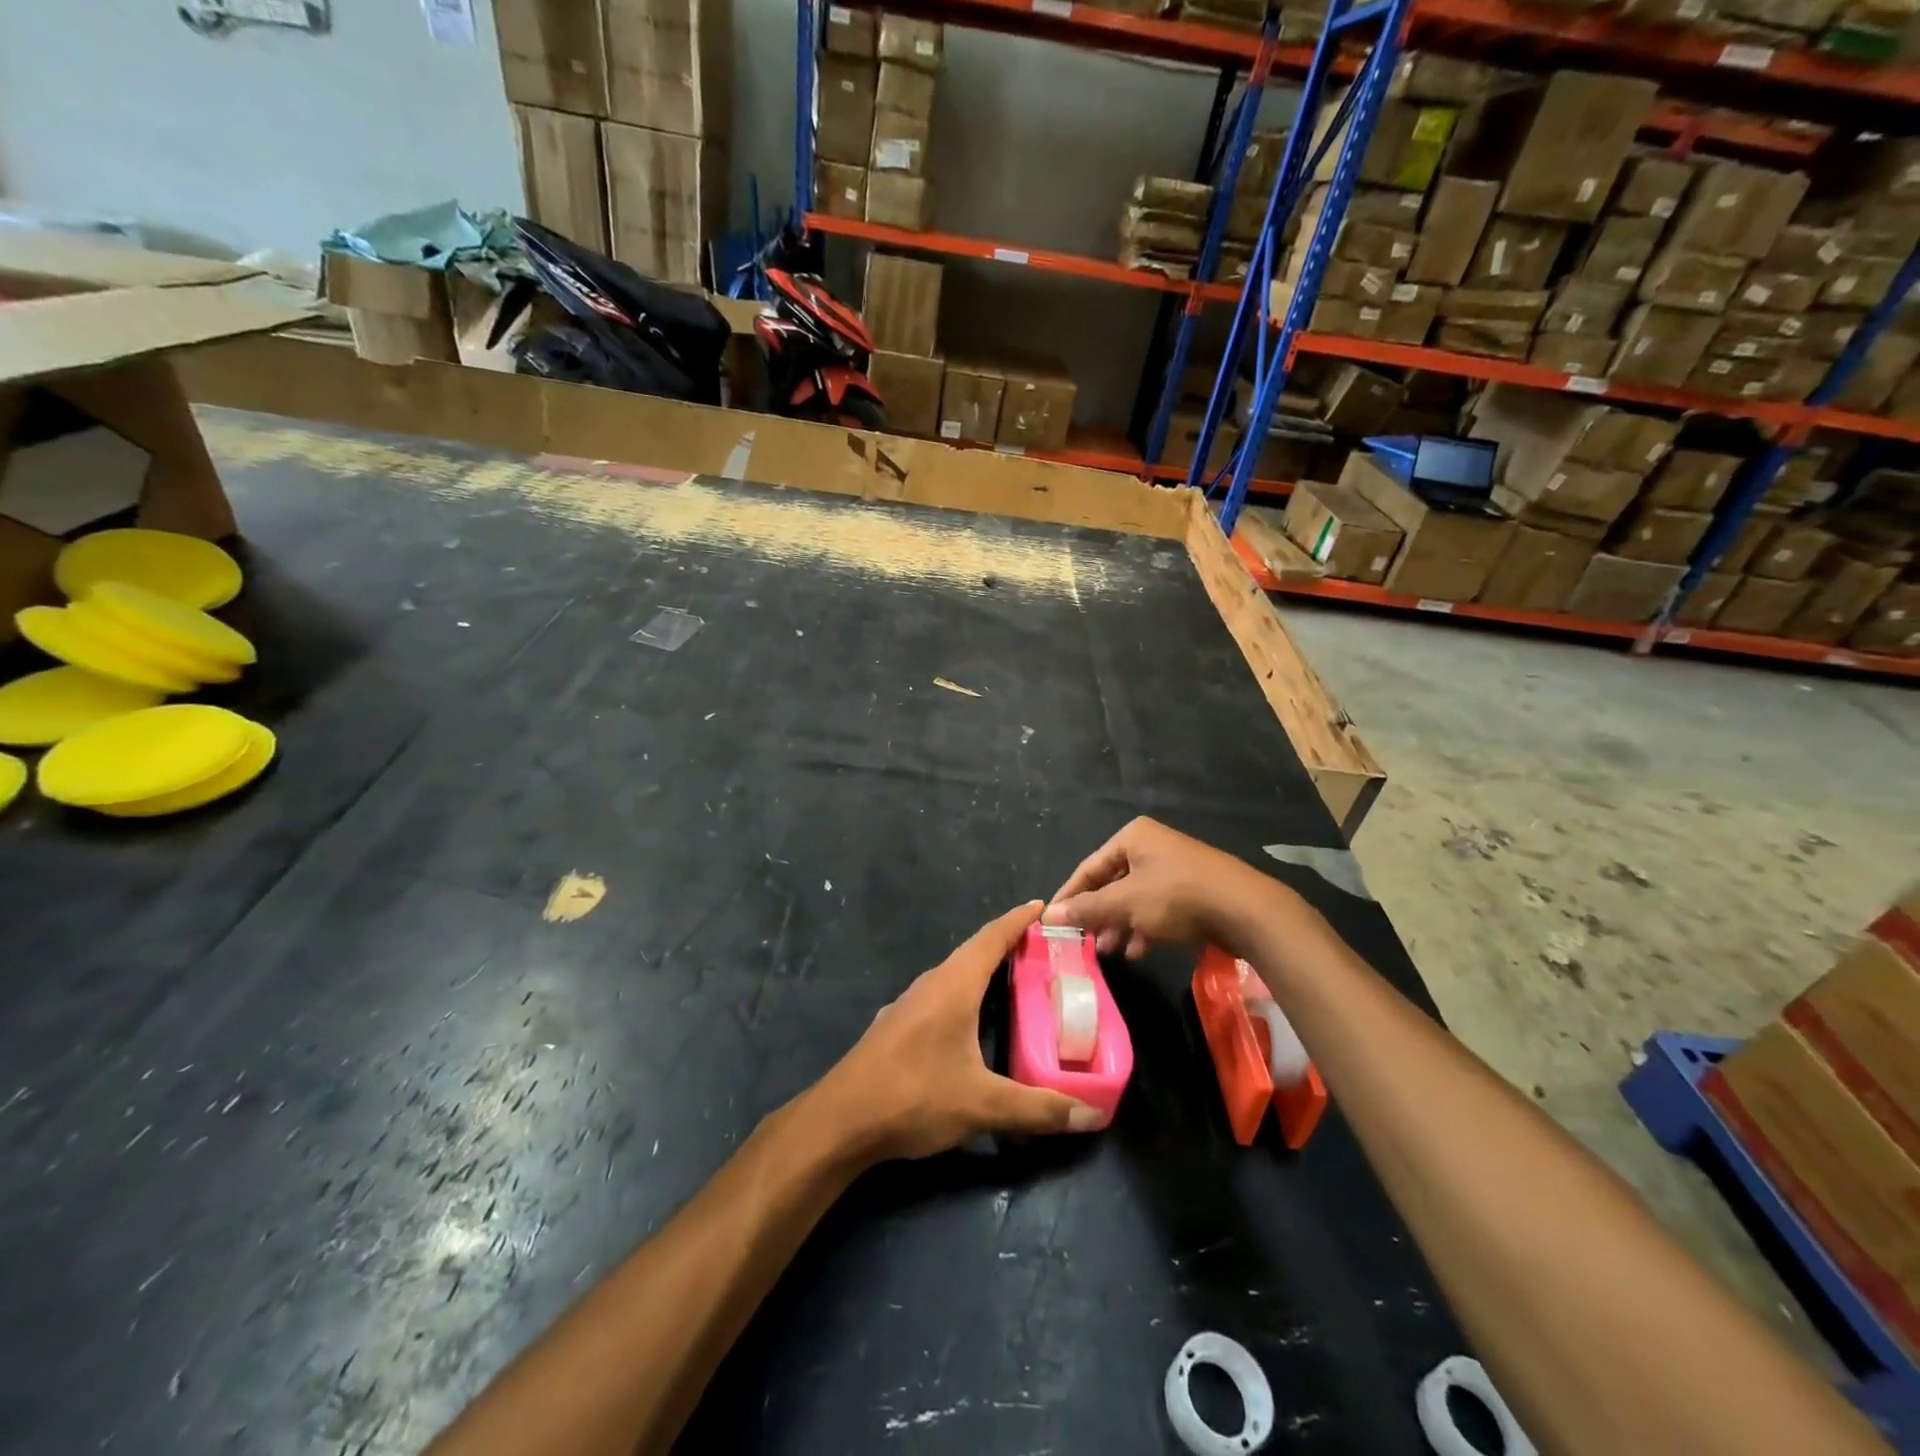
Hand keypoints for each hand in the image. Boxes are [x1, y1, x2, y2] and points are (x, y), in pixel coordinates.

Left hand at [814, 902, 1101, 1162]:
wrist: (839, 1121)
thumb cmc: (913, 1096)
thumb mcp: (982, 1105)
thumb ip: (1037, 1109)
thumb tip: (1089, 1115)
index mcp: (953, 985)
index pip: (991, 938)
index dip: (1018, 920)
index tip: (1043, 906)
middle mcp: (930, 985)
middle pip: (974, 953)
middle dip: (1008, 946)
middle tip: (1044, 950)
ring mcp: (909, 1005)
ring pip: (954, 976)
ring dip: (984, 972)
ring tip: (1016, 982)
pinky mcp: (897, 1028)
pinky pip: (940, 997)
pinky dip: (965, 996)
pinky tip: (973, 1022)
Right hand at [1044, 817, 1272, 957]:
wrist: (1246, 910)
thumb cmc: (1177, 897)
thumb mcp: (1126, 903)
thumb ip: (1087, 909)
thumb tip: (1046, 915)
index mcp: (1133, 837)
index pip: (1089, 867)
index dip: (1069, 896)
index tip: (1052, 921)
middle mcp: (1152, 846)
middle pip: (1112, 882)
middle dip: (1098, 914)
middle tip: (1083, 940)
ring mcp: (1175, 867)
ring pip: (1135, 897)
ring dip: (1120, 924)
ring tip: (1109, 950)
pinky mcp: (1192, 890)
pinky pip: (1157, 907)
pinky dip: (1144, 926)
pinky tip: (1138, 950)